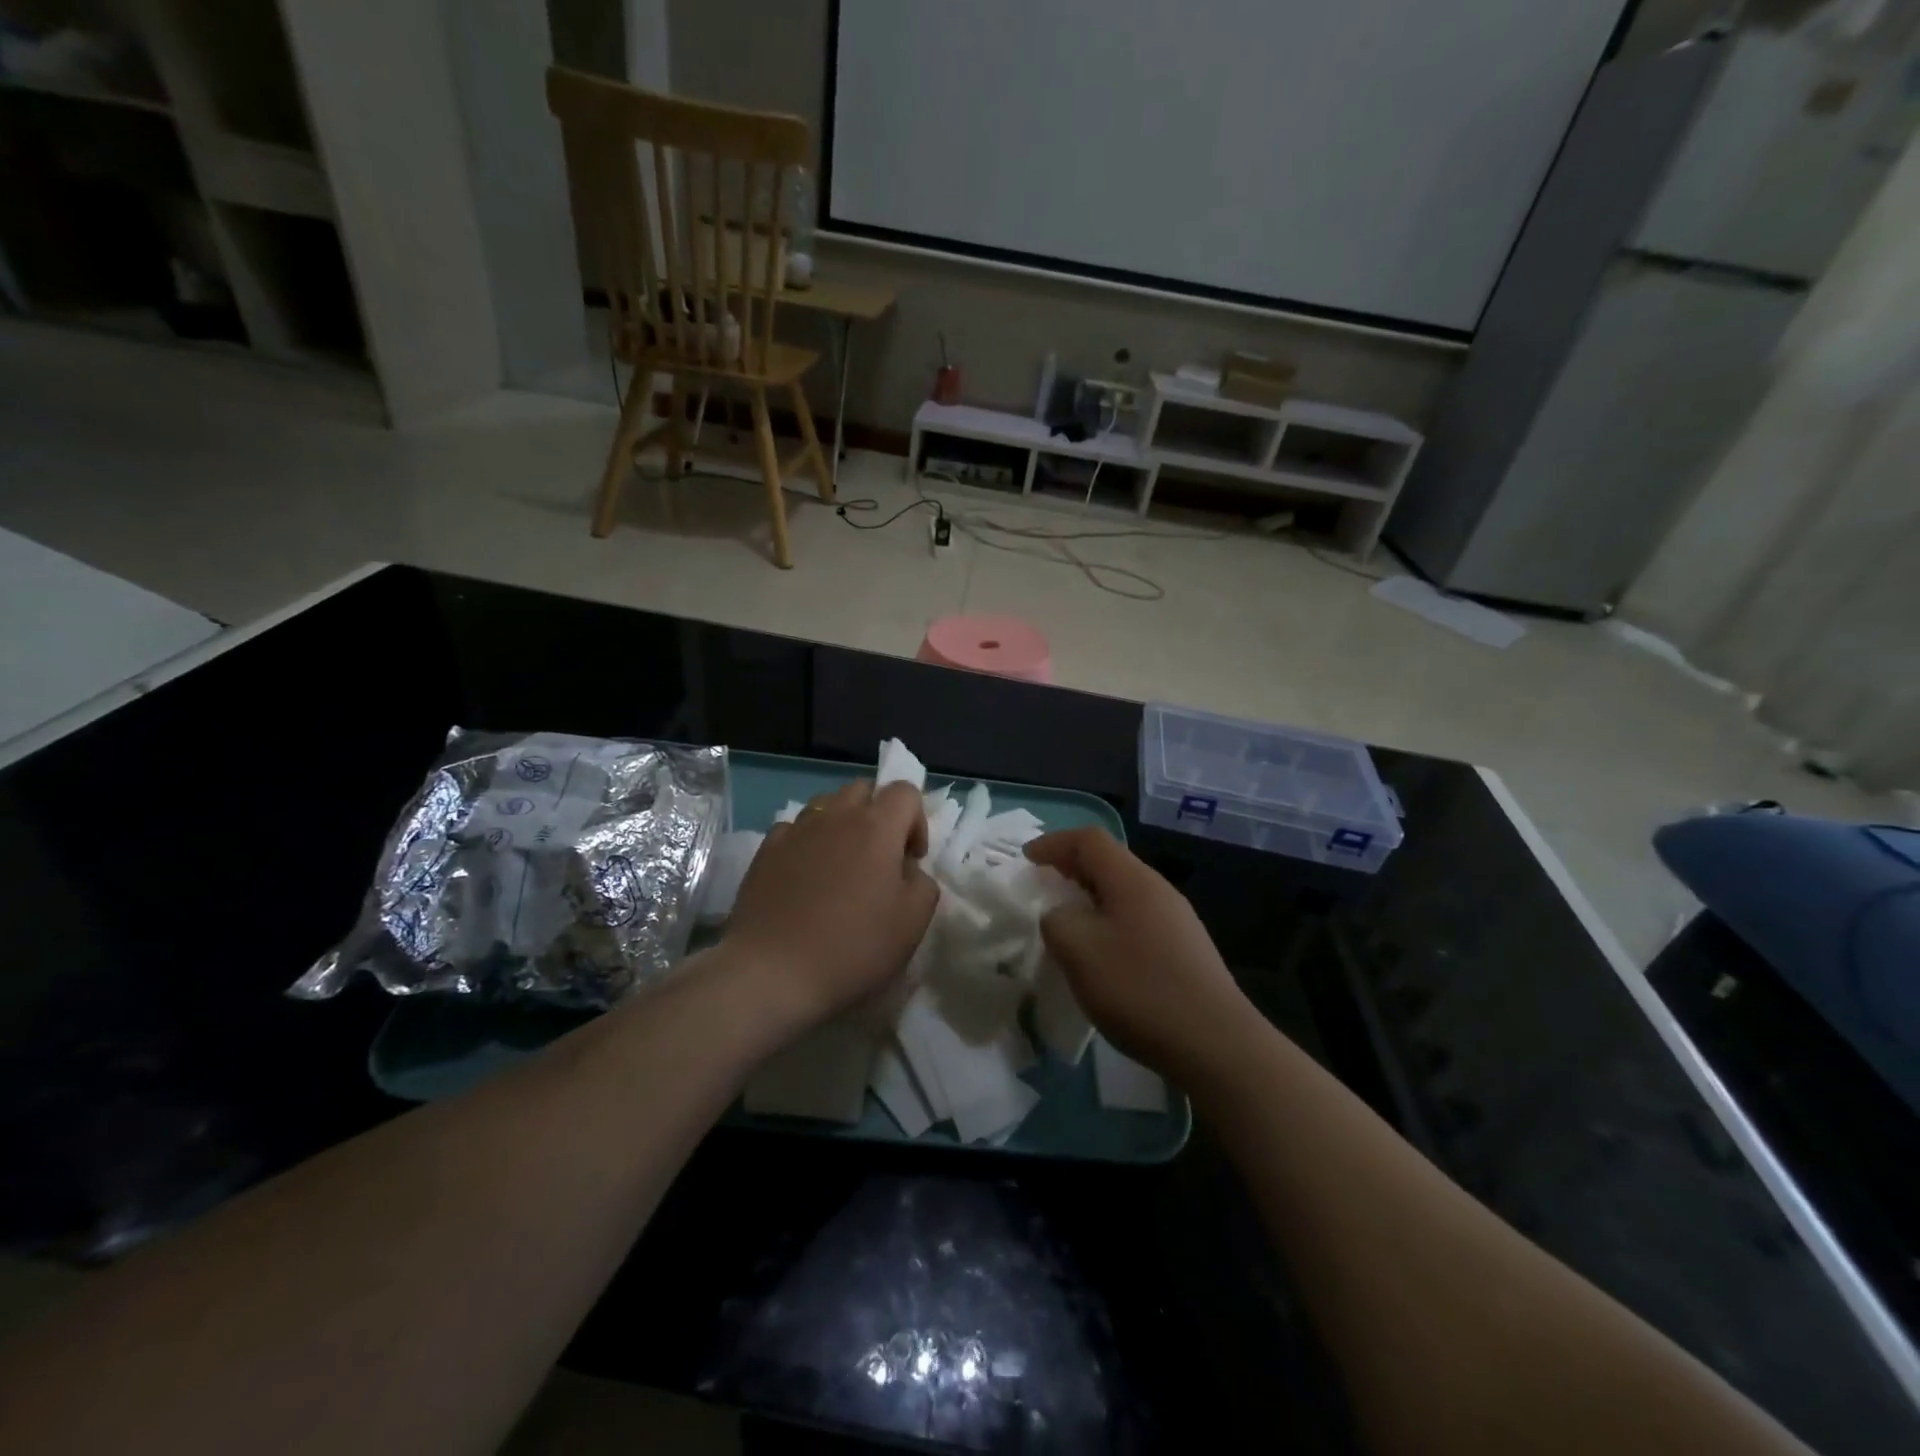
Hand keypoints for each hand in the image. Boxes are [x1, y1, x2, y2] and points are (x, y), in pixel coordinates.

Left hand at [723, 780, 937, 1031]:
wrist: (772, 972)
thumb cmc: (852, 946)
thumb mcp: (912, 922)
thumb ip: (923, 884)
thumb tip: (907, 869)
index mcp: (876, 826)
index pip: (905, 791)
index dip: (916, 821)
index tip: (911, 860)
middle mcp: (835, 816)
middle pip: (863, 789)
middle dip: (878, 813)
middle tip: (879, 857)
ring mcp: (796, 830)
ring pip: (826, 805)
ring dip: (842, 824)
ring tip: (840, 865)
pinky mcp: (765, 850)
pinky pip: (794, 829)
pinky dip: (807, 842)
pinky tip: (805, 877)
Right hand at [1025, 827, 1255, 1081]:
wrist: (1216, 1043)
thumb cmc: (1140, 988)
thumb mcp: (1079, 950)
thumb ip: (1056, 921)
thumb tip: (1060, 916)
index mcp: (1132, 880)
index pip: (1089, 839)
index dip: (1054, 843)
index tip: (1026, 861)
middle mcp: (1158, 890)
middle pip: (1108, 863)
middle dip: (1070, 870)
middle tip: (1042, 890)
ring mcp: (1177, 920)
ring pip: (1123, 893)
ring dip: (1089, 900)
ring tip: (1066, 925)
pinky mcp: (1185, 950)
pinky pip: (1136, 920)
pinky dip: (1109, 924)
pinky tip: (1101, 958)